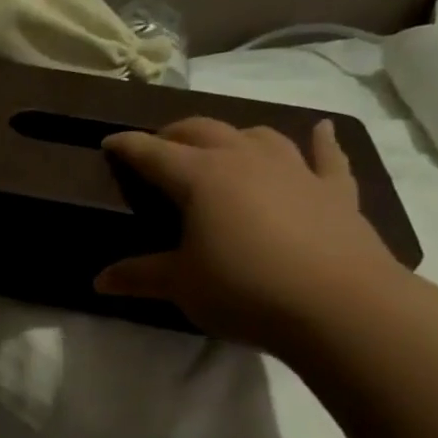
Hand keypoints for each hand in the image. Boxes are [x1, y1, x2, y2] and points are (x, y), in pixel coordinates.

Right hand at [95, 116, 403, 348]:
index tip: (108, 142)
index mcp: (201, 177)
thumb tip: (98, 281)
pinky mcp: (334, 191)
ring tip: (222, 146)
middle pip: (203, 130)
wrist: (339, 306)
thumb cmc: (244, 290)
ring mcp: (295, 170)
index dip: (128, 146)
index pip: (153, 153)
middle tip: (159, 147)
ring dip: (234, 135)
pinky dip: (322, 141)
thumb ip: (139, 276)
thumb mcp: (181, 285)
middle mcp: (245, 160)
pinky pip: (327, 156)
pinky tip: (321, 130)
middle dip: (175, 134)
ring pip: (258, 135)